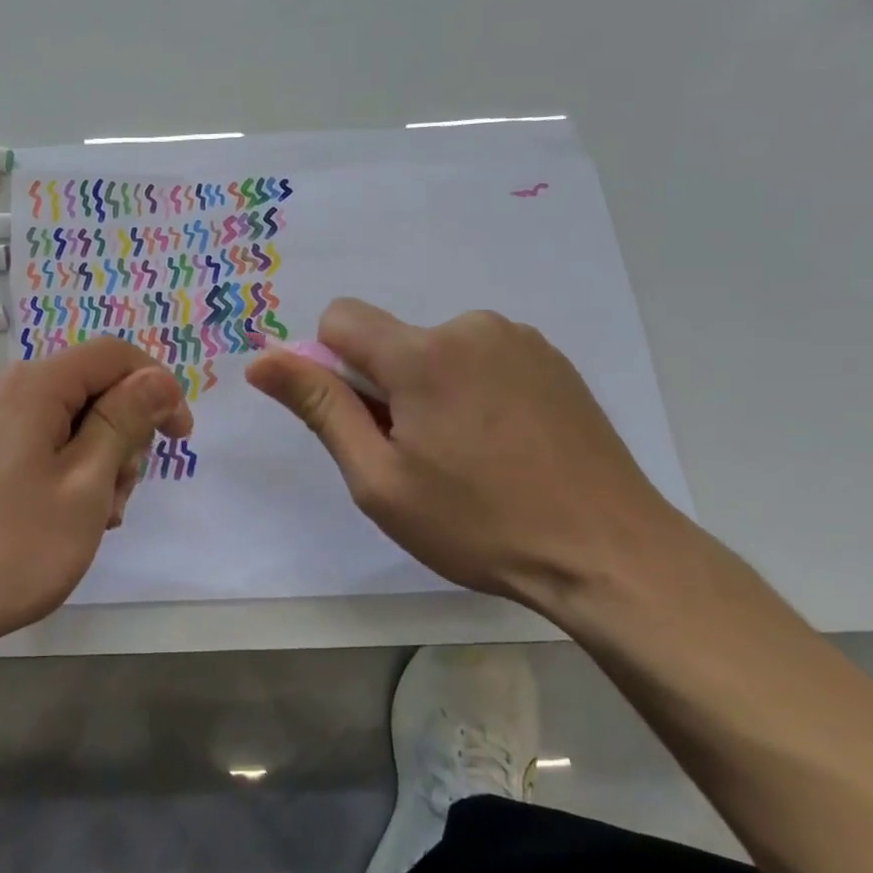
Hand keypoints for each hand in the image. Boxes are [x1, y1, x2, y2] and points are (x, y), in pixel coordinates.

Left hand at [0, 339, 192, 658]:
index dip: (157, 386)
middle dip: (121, 436)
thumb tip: (156, 377)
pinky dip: (59, 472)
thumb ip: (124, 422)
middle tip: (121, 499)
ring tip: (92, 521)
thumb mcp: (84, 485)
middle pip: (86, 389)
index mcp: (31, 386)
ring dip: (93, 462)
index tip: (180, 437)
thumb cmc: (9, 550)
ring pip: (60, 422)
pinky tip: (58, 521)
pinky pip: (29, 444)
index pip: (113, 355)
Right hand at [245, 301, 684, 611]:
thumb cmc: (478, 524)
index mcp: (423, 353)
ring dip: (428, 391)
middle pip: (390, 341)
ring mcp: (520, 341)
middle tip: (415, 457)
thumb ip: (320, 408)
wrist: (610, 554)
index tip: (357, 422)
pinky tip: (501, 446)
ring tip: (464, 458)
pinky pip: (481, 359)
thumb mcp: (379, 479)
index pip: (339, 319)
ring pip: (436, 351)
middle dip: (384, 388)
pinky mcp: (552, 361)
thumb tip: (262, 361)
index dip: (330, 367)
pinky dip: (470, 392)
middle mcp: (471, 327)